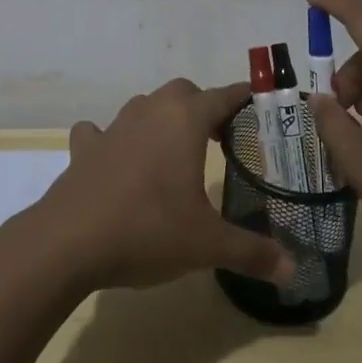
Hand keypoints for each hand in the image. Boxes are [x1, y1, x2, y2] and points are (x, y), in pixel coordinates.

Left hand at [26, 79, 295, 291]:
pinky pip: (101, 132)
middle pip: (184, 93)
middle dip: (204, 108)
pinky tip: (114, 160)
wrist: (69, 241)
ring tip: (173, 151)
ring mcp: (114, 126)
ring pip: (145, 106)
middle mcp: (151, 111)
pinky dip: (111, 140)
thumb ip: (251, 252)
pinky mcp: (85, 148)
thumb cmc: (148, 229)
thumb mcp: (206, 245)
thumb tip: (292, 270)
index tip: (260, 105)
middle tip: (219, 138)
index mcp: (185, 120)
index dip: (244, 99)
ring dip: (162, 120)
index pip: (224, 96)